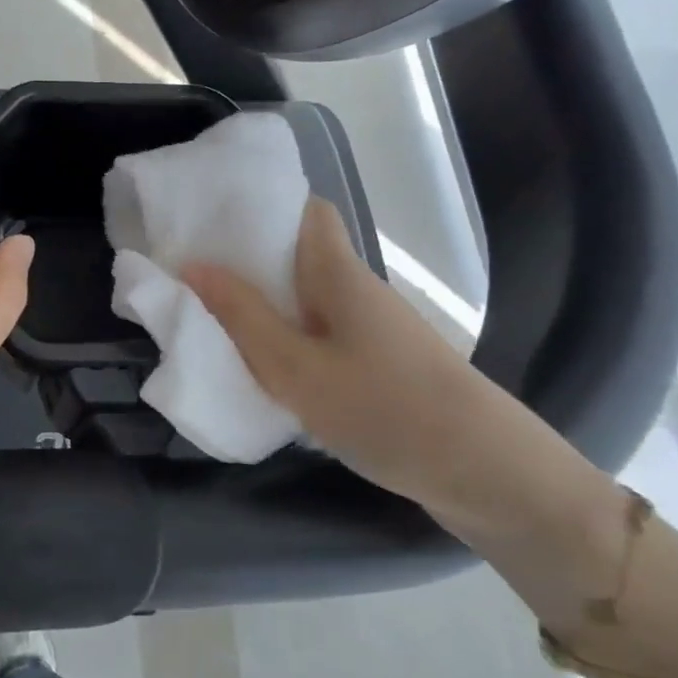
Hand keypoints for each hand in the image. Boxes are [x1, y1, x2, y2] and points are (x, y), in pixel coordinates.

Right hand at [183, 197, 536, 524]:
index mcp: (338, 273)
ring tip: (213, 315)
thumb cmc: (384, 407)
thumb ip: (242, 316)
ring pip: (307, 297)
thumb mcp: (296, 367)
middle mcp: (356, 289)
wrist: (485, 471)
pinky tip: (263, 364)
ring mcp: (371, 328)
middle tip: (194, 272)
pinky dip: (288, 337)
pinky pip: (321, 332)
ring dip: (265, 302)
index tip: (214, 219)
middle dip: (248, 259)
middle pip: (299, 254)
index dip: (264, 205)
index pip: (308, 211)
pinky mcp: (378, 363)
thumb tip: (192, 264)